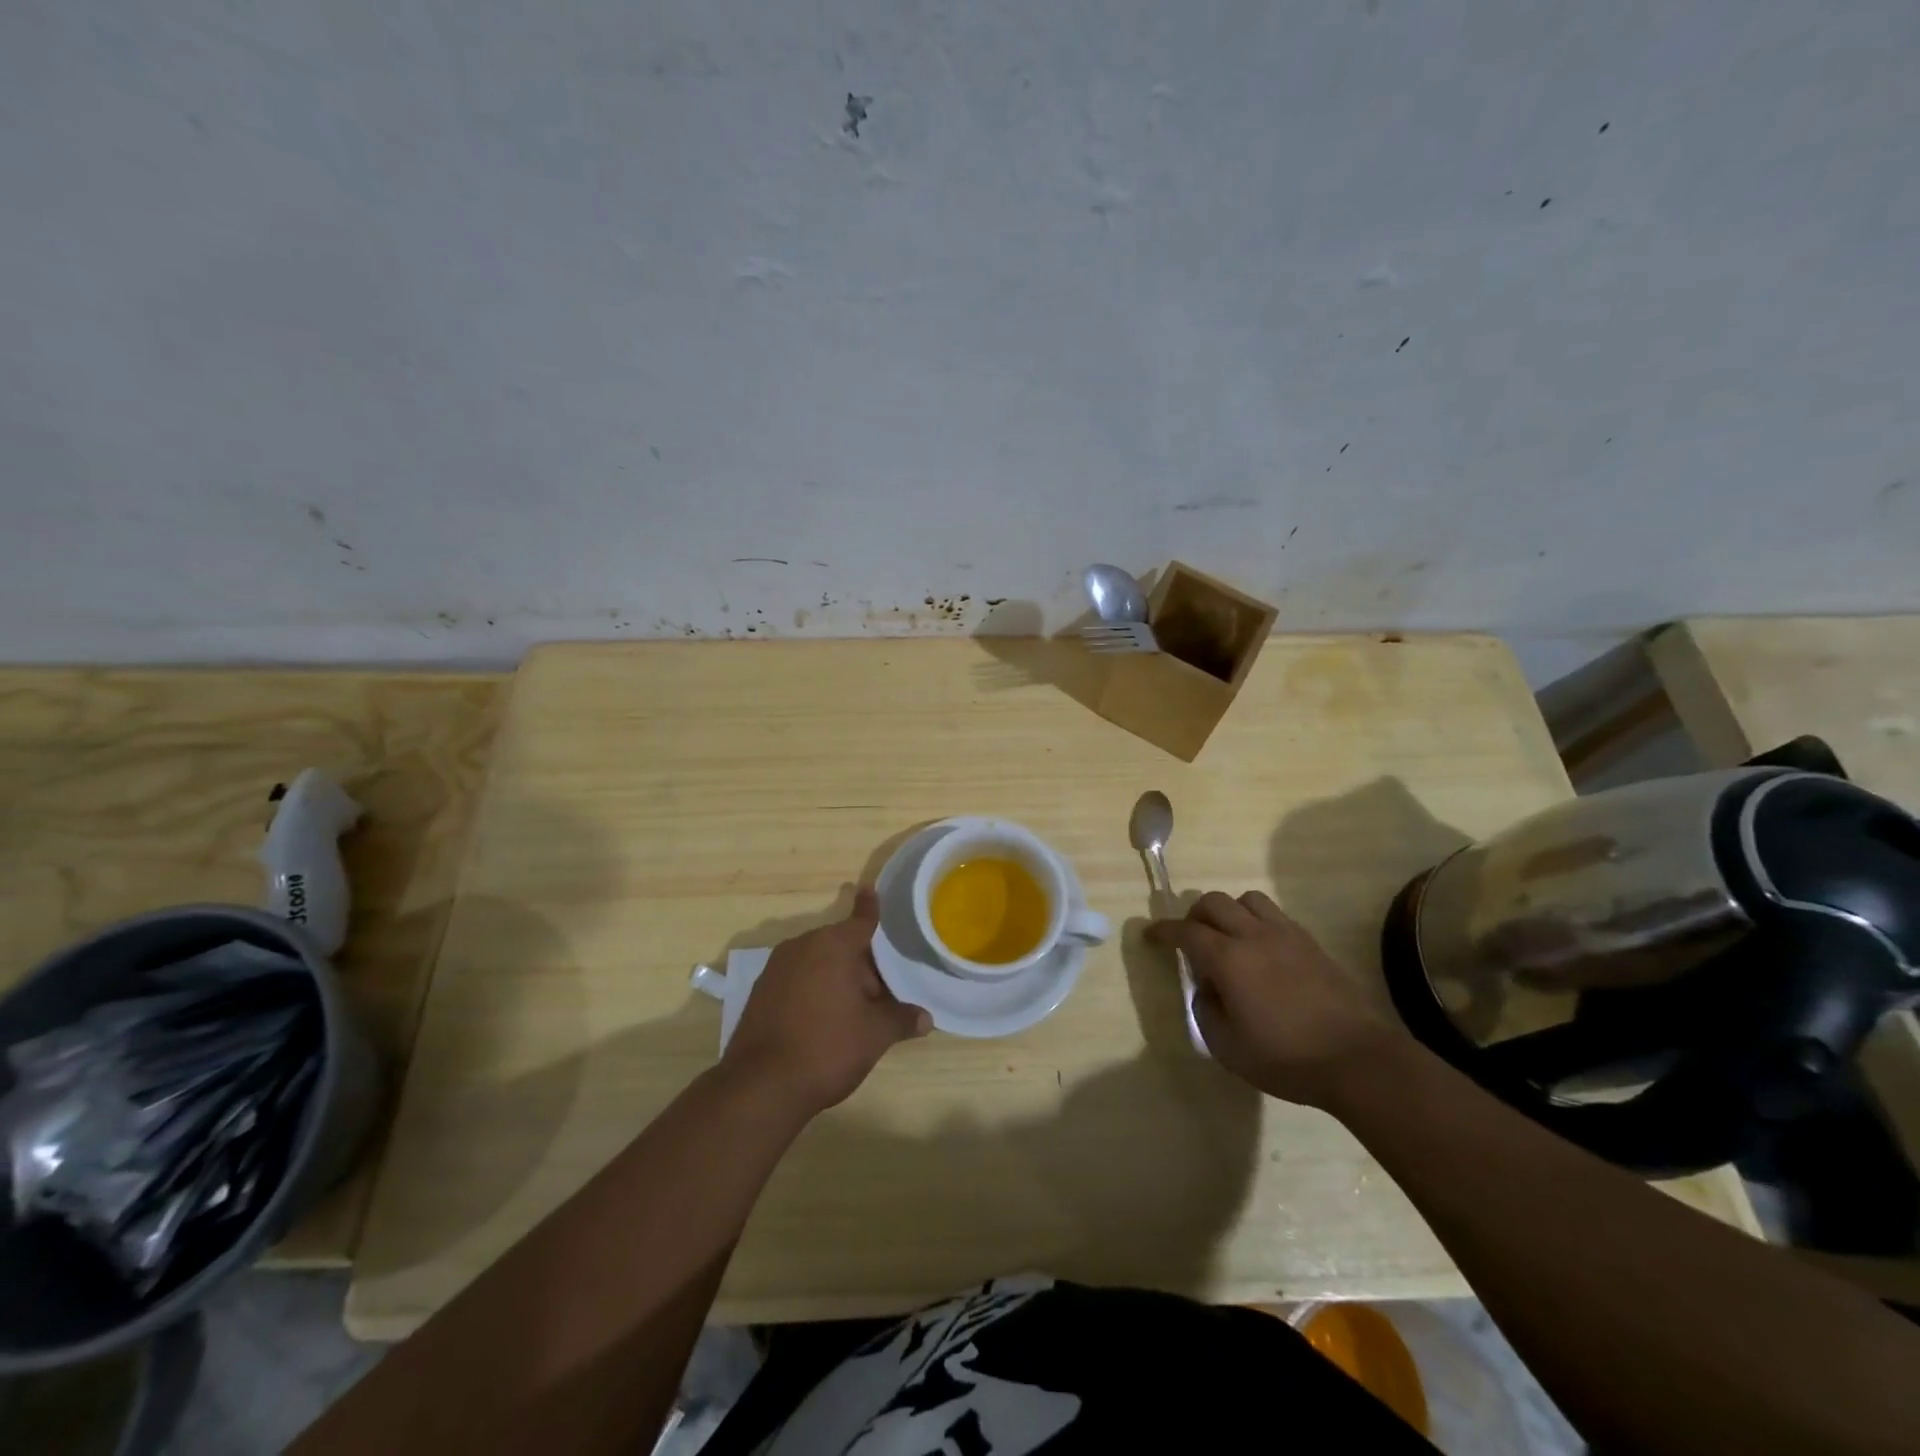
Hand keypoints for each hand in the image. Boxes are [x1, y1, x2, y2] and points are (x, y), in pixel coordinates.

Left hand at [721, 886, 931, 1114]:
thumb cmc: (827, 1047)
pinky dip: (814, 991)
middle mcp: (802, 946)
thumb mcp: (874, 1034)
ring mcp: (776, 969)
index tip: (870, 890)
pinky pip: (797, 980)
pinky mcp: (760, 993)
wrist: (761, 1086)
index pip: (861, 920)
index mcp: (833, 945)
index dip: (870, 908)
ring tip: (855, 1012)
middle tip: (882, 994)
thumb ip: (901, 1019)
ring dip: (837, 979)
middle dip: (862, 966)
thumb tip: (926, 1018)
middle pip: (841, 946)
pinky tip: (823, 1020)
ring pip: (818, 964)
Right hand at [1147, 890, 1401, 1106]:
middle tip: (1191, 940)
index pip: (1186, 931)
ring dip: (1230, 911)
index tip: (1151, 935)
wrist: (1357, 1059)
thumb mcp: (1226, 1046)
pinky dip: (1257, 921)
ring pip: (1248, 899)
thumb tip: (1206, 987)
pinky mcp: (1311, 943)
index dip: (1163, 931)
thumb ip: (1205, 1009)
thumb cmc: (1285, 1058)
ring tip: (1229, 938)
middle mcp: (1254, 935)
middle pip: (1215, 902)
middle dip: (1194, 915)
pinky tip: (1261, 950)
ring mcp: (1286, 935)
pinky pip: (1275, 914)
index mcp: (1228, 958)